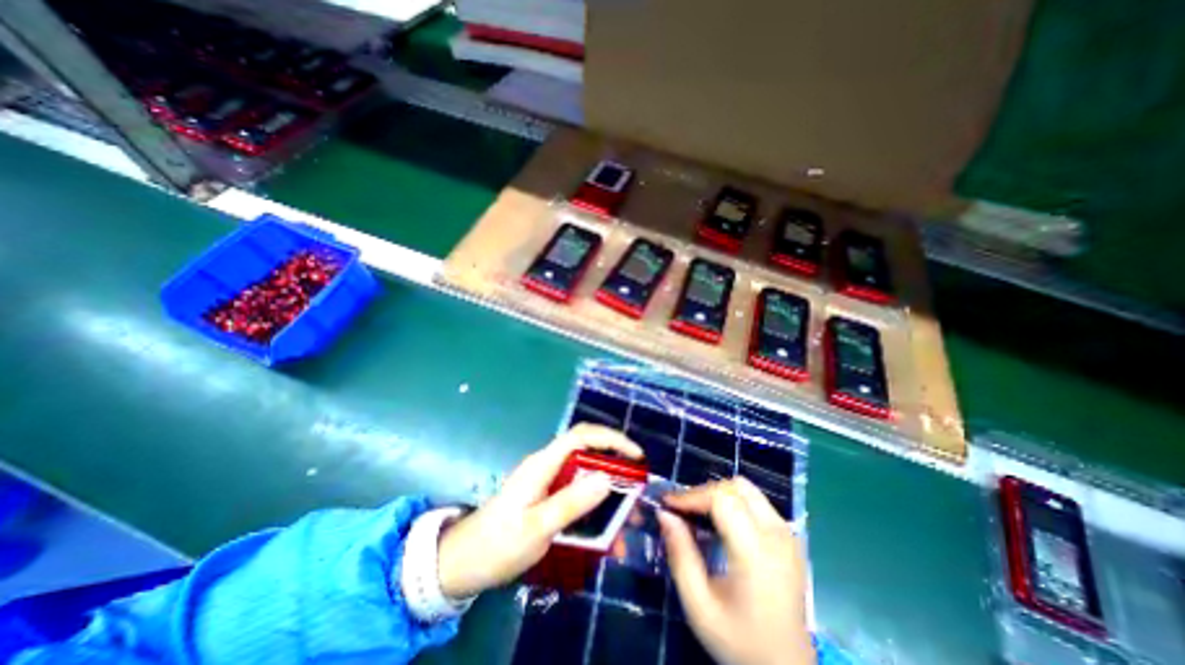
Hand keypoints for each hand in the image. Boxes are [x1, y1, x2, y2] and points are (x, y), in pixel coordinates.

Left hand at [436, 425, 645, 603]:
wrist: (464, 563)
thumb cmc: (498, 544)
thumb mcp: (537, 527)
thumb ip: (571, 502)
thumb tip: (606, 477)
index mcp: (544, 464)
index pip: (582, 435)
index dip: (611, 438)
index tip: (637, 456)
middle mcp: (547, 466)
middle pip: (587, 452)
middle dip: (615, 465)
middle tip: (637, 488)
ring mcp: (547, 481)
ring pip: (585, 475)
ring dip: (608, 491)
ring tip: (627, 517)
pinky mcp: (547, 496)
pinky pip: (577, 494)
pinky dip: (595, 507)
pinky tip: (605, 533)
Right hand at [658, 477, 815, 663]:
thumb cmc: (739, 642)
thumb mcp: (698, 605)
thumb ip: (680, 554)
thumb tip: (664, 513)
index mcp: (756, 553)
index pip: (722, 498)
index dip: (691, 495)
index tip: (668, 505)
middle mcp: (777, 535)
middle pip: (735, 487)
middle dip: (703, 492)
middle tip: (682, 510)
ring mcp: (788, 534)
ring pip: (747, 489)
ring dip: (718, 494)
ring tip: (699, 514)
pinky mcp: (790, 538)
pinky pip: (757, 502)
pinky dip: (733, 501)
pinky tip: (720, 524)